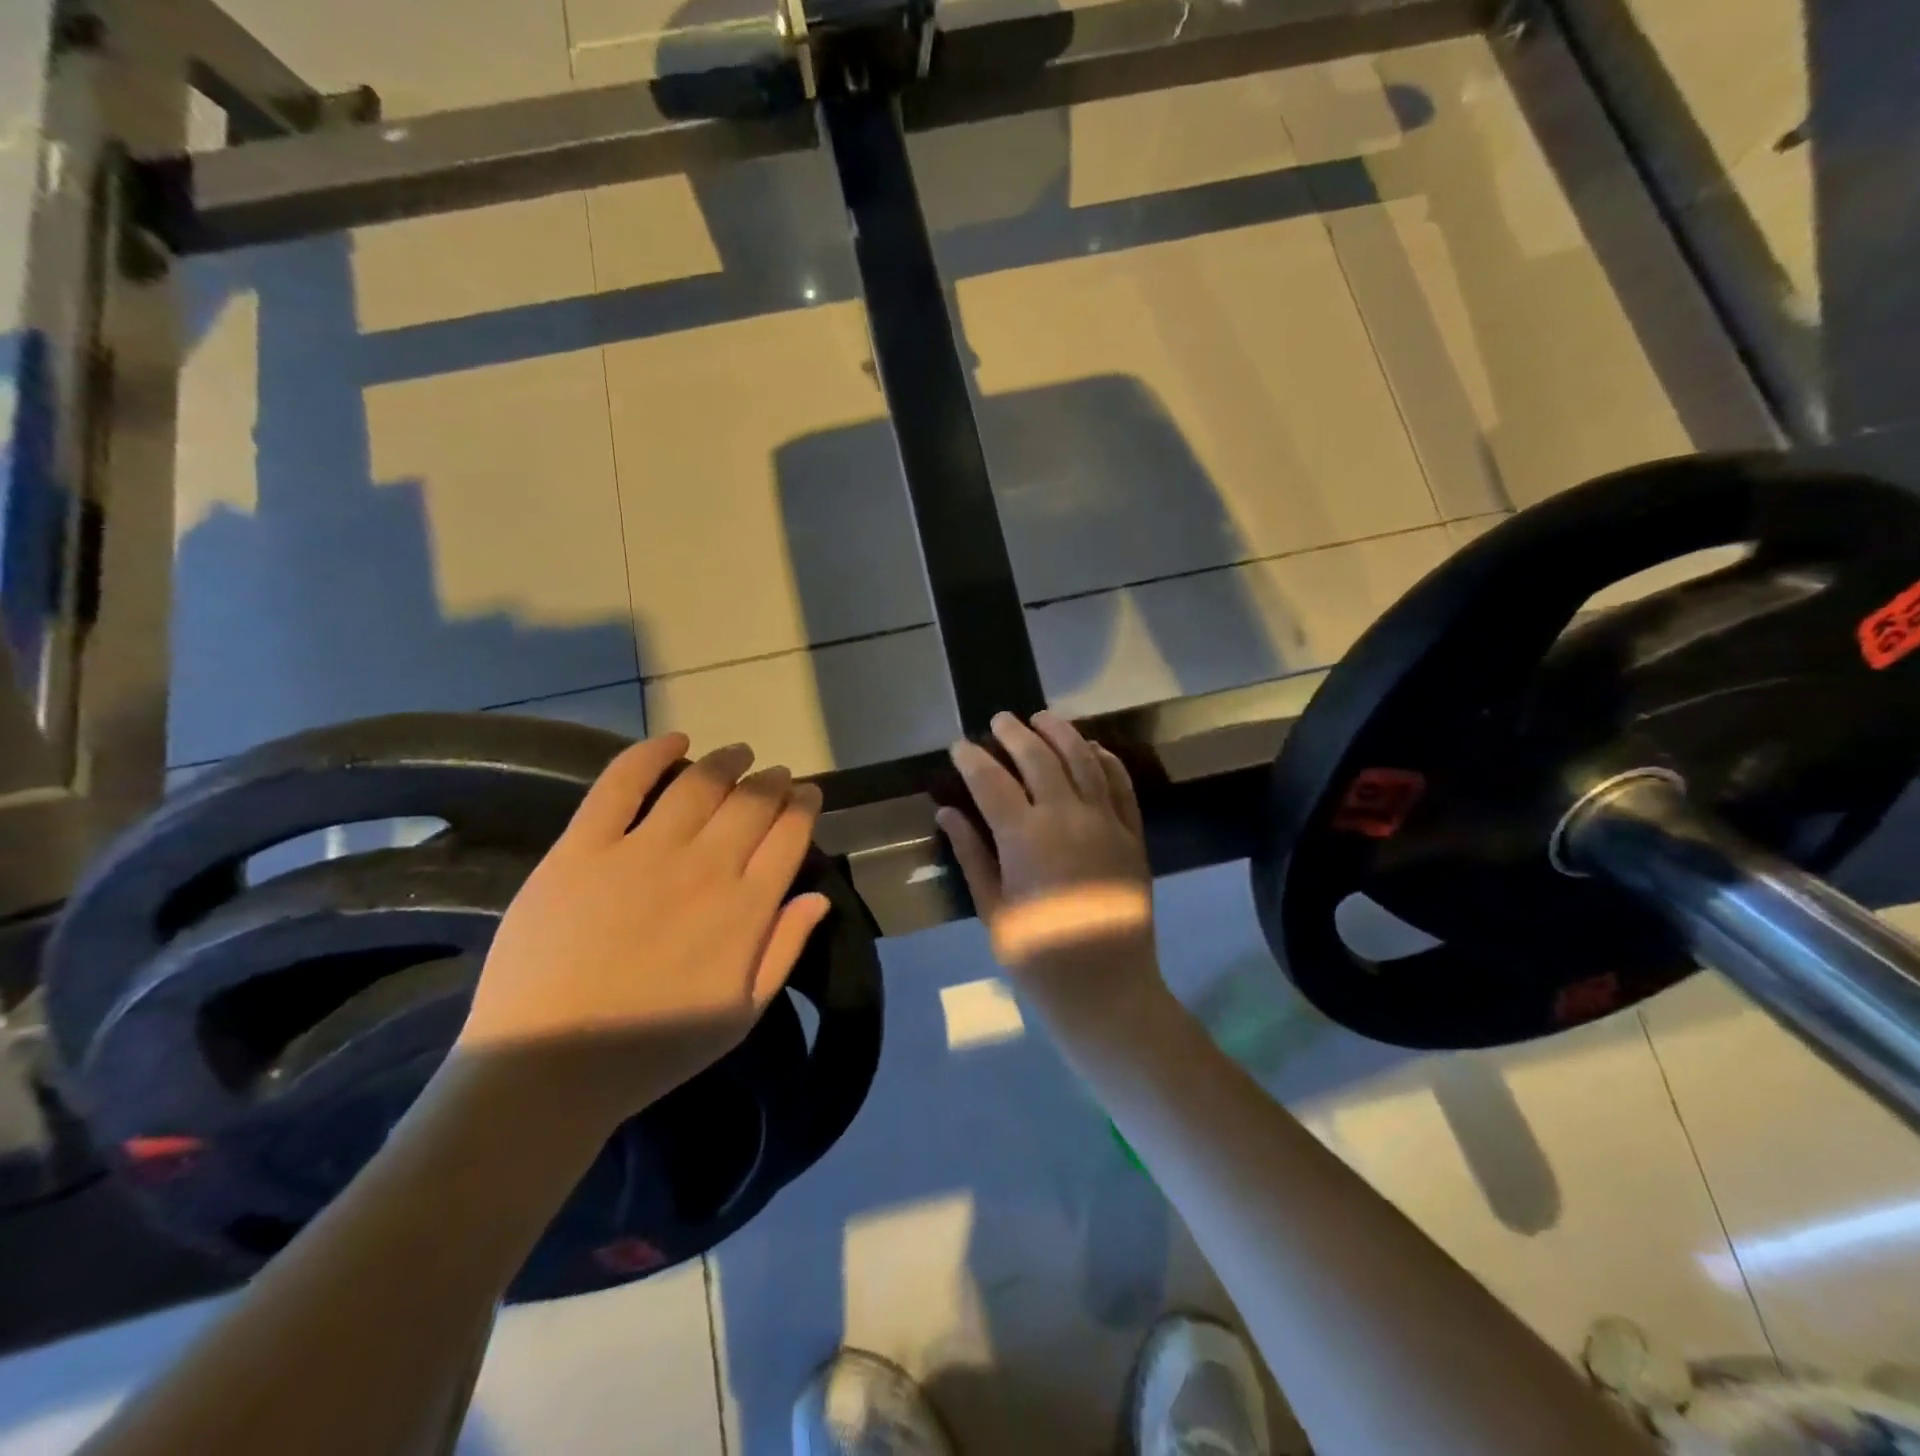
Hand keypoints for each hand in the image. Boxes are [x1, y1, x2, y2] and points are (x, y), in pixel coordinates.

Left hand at [457, 733, 829, 1130]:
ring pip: (698, 783)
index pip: (790, 835)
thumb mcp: (741, 1015)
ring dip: (726, 761)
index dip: (804, 806)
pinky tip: (675, 739)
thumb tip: (819, 896)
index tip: (806, 794)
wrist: (547, 1070)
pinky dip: (651, 752)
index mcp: (746, 909)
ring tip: (737, 753)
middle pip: (751, 801)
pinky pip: (621, 784)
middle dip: (772, 780)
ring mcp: (642, 852)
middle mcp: (705, 867)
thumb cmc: (652, 1051)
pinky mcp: (583, 848)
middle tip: (775, 774)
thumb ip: (785, 950)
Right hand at [936, 711, 1160, 1011]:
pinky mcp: (1133, 834)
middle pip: (1039, 758)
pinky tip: (1092, 748)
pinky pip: (1121, 785)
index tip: (959, 746)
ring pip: (1083, 760)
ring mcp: (1106, 822)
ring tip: (1043, 718)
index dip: (972, 759)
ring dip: (1061, 733)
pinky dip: (1106, 760)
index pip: (991, 781)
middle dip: (1015, 733)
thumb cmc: (1038, 957)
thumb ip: (972, 854)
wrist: (1108, 990)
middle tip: (999, 720)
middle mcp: (1067, 817)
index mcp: (1025, 838)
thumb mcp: (993, 909)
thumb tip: (947, 812)